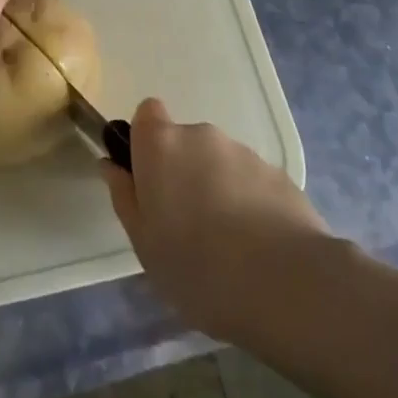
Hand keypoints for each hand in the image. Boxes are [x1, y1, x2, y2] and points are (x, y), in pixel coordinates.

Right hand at [103, 98, 331, 346]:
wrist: (285, 284)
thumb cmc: (197, 266)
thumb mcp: (144, 244)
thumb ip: (125, 197)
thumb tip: (112, 165)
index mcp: (162, 145)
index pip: (147, 113)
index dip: (145, 141)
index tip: (149, 180)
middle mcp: (201, 135)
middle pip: (184, 143)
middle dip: (183, 173)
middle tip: (186, 226)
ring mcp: (244, 152)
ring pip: (219, 163)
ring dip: (217, 189)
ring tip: (227, 246)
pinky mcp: (279, 174)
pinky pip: (252, 182)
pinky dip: (249, 204)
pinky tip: (258, 249)